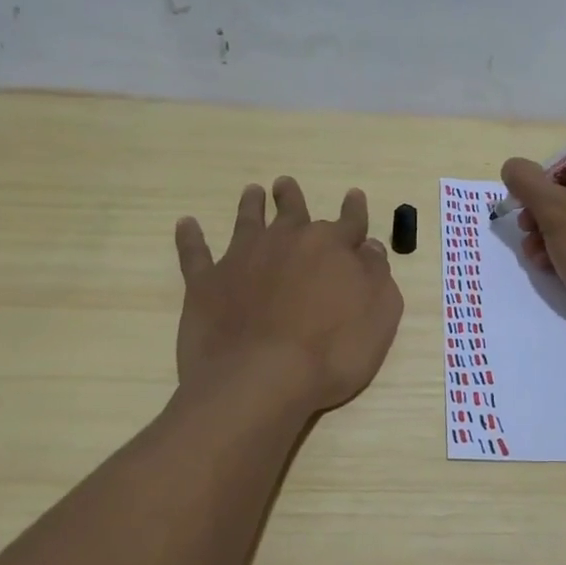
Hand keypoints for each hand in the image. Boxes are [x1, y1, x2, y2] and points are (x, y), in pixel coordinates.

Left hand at [175, 176, 402, 411]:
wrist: (261, 380)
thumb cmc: (332, 353)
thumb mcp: (379, 315)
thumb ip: (377, 276)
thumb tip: (370, 248)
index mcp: (332, 247)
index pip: (349, 222)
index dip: (354, 210)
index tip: (353, 195)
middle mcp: (287, 242)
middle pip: (292, 212)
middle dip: (292, 198)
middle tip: (285, 184)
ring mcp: (242, 258)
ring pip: (248, 221)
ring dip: (250, 205)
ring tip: (252, 192)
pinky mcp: (206, 282)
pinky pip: (195, 253)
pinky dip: (190, 237)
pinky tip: (186, 224)